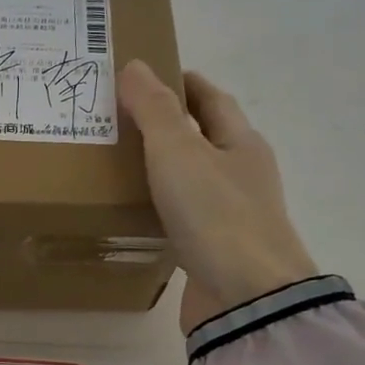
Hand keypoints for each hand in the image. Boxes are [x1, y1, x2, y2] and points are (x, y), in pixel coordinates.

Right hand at [117, 61, 318, 333]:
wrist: (246, 299)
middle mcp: (242, 175)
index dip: (183, 83)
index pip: (212, 99)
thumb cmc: (216, 215)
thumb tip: (135, 65)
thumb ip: (154, 110)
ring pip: (193, 178)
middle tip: (120, 117)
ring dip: (163, 166)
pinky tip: (136, 209)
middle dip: (169, 124)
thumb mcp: (178, 153)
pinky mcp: (216, 249)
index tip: (149, 75)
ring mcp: (232, 214)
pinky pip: (185, 214)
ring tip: (119, 160)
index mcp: (242, 143)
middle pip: (205, 137)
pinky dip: (162, 204)